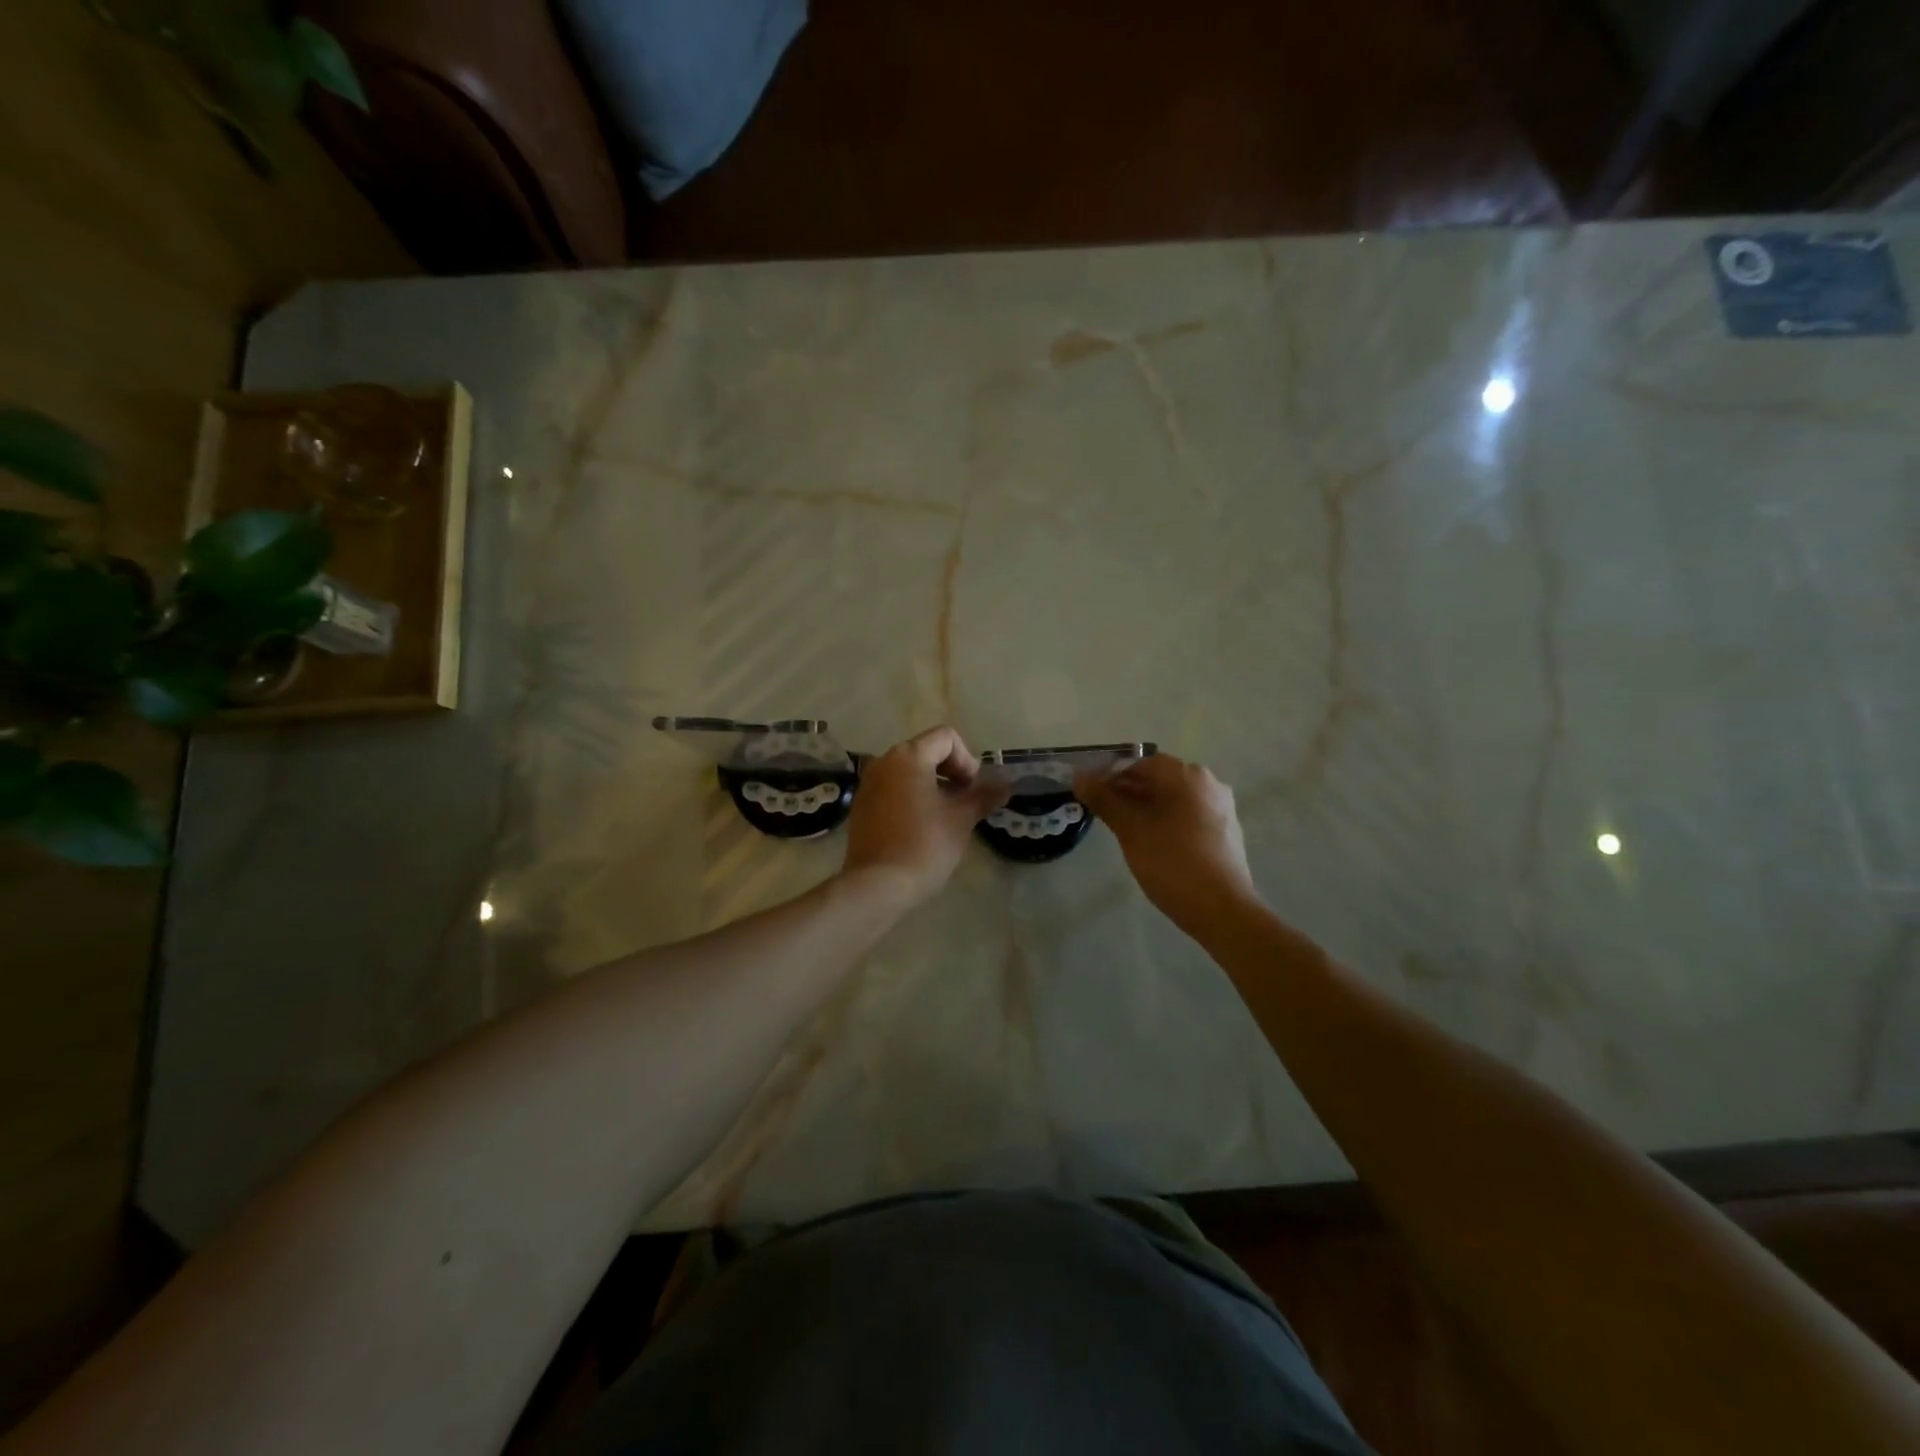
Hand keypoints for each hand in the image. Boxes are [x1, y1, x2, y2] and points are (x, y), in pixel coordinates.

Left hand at [842, 727, 1010, 907]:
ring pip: (909, 771)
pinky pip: (892, 789)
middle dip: (951, 772)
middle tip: (964, 802)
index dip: (967, 760)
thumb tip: (1006, 784)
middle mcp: (884, 761)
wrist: (878, 885)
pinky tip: (920, 827)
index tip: (972, 790)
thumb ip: (984, 795)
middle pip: (926, 751)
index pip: (946, 738)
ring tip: (945, 816)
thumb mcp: (961, 819)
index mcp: (908, 756)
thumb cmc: (925, 845)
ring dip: (932, 785)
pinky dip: (911, 797)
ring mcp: (868, 783)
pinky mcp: (861, 805)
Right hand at [1076, 753, 1259, 934]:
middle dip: (1130, 792)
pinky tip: (1155, 844)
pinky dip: (1169, 821)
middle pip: (1160, 779)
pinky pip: (1190, 815)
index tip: (1094, 795)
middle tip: (1106, 813)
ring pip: (1176, 798)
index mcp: (1186, 775)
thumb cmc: (1171, 862)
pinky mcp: (1227, 831)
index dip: (1113, 775)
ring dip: (1149, 807)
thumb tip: (1079, 777)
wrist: (1222, 909)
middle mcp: (1209, 783)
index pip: (1141, 763)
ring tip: (1126, 830)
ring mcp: (1222, 808)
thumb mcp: (1131, 830)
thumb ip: (1104, 799)